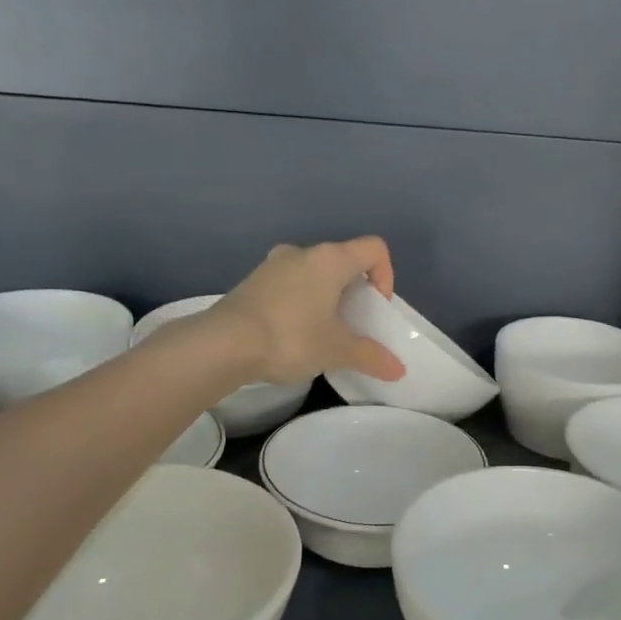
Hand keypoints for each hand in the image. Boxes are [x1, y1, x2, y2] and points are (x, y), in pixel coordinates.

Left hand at [206, 238, 407, 386]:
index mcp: (330, 259)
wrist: (222, 345)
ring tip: (323, 332)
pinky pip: (290, 285)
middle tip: (353, 324)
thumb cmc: (290, 337)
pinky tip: (293, 334)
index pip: (374, 249)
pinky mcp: (253, 282)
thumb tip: (398, 370)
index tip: (376, 307)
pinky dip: (301, 303)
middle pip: (343, 261)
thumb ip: (370, 356)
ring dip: (326, 297)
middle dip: (355, 291)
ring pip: (314, 273)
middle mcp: (302, 252)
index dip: (386, 275)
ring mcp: (273, 264)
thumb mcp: (336, 350)